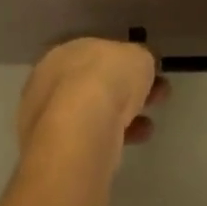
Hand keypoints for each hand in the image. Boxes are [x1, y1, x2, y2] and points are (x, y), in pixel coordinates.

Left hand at [18, 38, 167, 160]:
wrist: (82, 131)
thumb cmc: (107, 79)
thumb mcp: (138, 57)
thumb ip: (139, 59)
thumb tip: (141, 66)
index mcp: (65, 53)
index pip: (96, 54)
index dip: (125, 62)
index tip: (148, 72)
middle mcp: (51, 83)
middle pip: (96, 84)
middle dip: (127, 90)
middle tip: (156, 96)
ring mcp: (50, 120)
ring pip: (94, 113)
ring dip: (124, 116)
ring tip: (149, 126)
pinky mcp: (58, 152)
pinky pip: (92, 138)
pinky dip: (115, 137)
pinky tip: (137, 139)